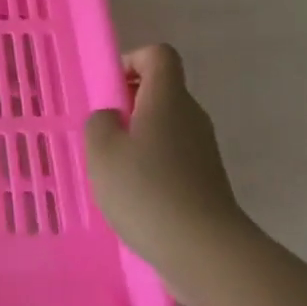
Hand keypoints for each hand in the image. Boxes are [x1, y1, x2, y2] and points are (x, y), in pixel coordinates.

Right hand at [85, 45, 246, 289]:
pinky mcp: (207, 180)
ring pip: (166, 127)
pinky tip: (134, 198)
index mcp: (168, 98)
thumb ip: (99, 123)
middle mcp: (191, 116)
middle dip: (129, 106)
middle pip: (162, 91)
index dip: (131, 62)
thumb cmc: (146, 190)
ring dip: (138, 140)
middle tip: (103, 136)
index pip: (158, 55)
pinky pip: (174, 157)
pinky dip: (152, 167)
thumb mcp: (102, 151)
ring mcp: (203, 150)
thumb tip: (112, 120)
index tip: (110, 92)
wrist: (204, 250)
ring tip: (114, 172)